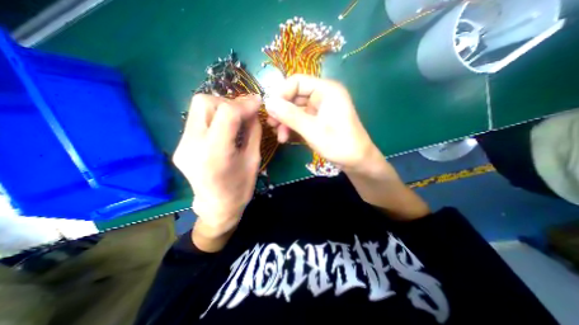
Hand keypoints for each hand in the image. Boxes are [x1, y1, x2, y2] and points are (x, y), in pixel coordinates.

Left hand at [173, 92, 260, 241]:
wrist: (217, 206)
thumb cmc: (241, 187)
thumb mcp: (254, 159)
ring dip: (220, 108)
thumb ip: (253, 131)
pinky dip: (213, 117)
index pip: (226, 113)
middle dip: (227, 102)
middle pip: (203, 102)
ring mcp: (182, 145)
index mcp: (215, 153)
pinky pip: (197, 120)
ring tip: (235, 119)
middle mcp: (192, 145)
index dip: (244, 103)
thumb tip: (253, 111)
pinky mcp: (180, 146)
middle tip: (243, 112)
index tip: (257, 101)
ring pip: (197, 108)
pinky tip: (224, 129)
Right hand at [264, 72, 379, 169]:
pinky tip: (285, 137)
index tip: (269, 109)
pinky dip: (292, 127)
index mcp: (326, 90)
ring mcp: (320, 109)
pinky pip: (301, 119)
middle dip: (282, 110)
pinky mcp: (318, 120)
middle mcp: (323, 96)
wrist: (356, 161)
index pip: (297, 81)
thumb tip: (268, 103)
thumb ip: (290, 115)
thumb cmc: (339, 144)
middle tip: (271, 124)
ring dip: (285, 121)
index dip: (281, 93)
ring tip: (279, 135)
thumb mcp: (312, 130)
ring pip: (296, 109)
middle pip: (295, 96)